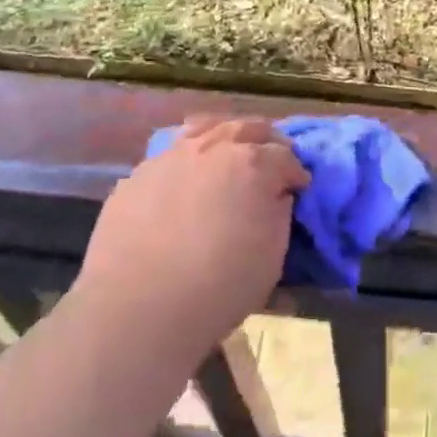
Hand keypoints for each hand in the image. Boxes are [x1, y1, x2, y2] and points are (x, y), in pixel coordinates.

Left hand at [71, 116, 308, 361]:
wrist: (136, 309)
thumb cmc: (218, 287)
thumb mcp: (272, 257)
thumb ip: (279, 215)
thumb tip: (276, 196)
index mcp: (253, 164)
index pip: (285, 156)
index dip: (296, 172)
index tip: (299, 187)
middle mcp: (213, 147)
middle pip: (247, 127)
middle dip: (266, 141)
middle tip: (271, 160)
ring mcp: (171, 156)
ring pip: (205, 128)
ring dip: (224, 137)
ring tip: (228, 153)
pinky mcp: (137, 175)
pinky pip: (170, 155)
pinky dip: (187, 159)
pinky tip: (185, 179)